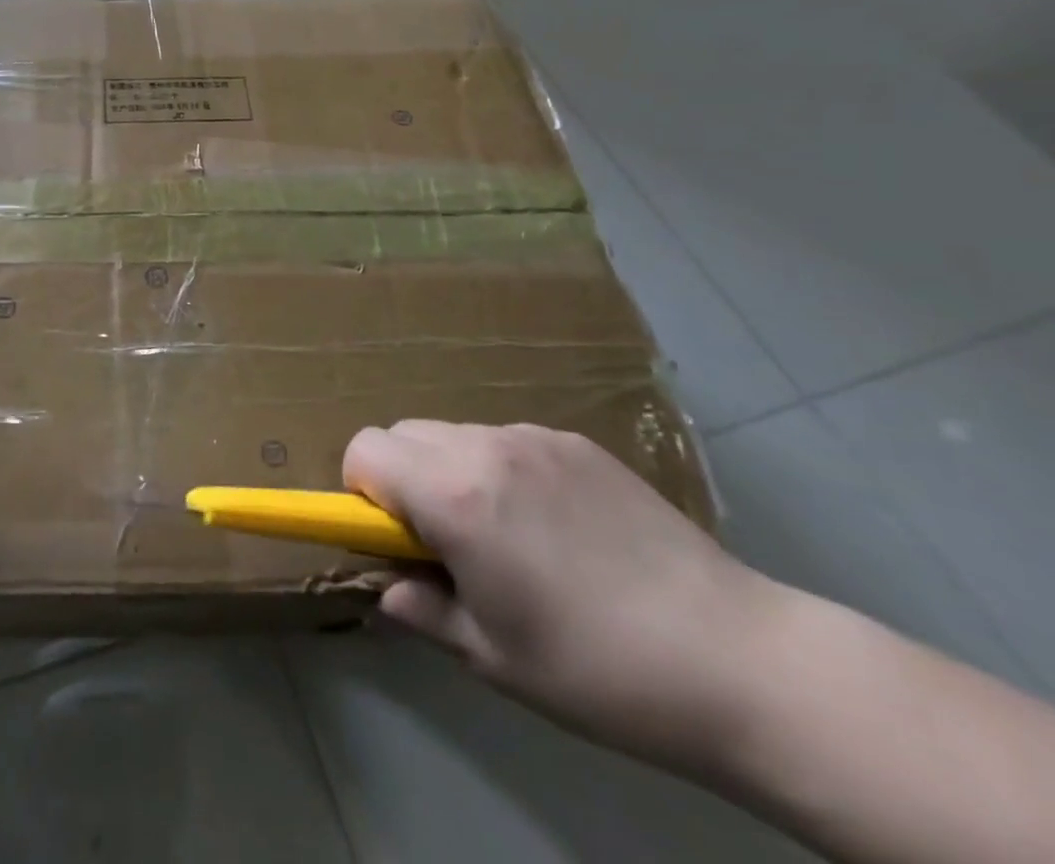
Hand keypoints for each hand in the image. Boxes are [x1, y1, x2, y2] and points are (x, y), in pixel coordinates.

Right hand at [344, 420, 782, 770]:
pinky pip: (507, 440)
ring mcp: (535, 438)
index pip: (364, 450)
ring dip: (451, 471)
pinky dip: (501, 469)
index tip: (395, 539)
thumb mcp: (491, 655)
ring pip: (454, 434)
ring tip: (507, 535)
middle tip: (446, 541)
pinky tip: (556, 525)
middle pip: (403, 433)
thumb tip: (387, 589)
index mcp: (454, 494)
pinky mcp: (576, 442)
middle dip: (403, 478)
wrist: (742, 661)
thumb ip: (419, 610)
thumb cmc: (598, 669)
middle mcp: (485, 447)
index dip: (362, 493)